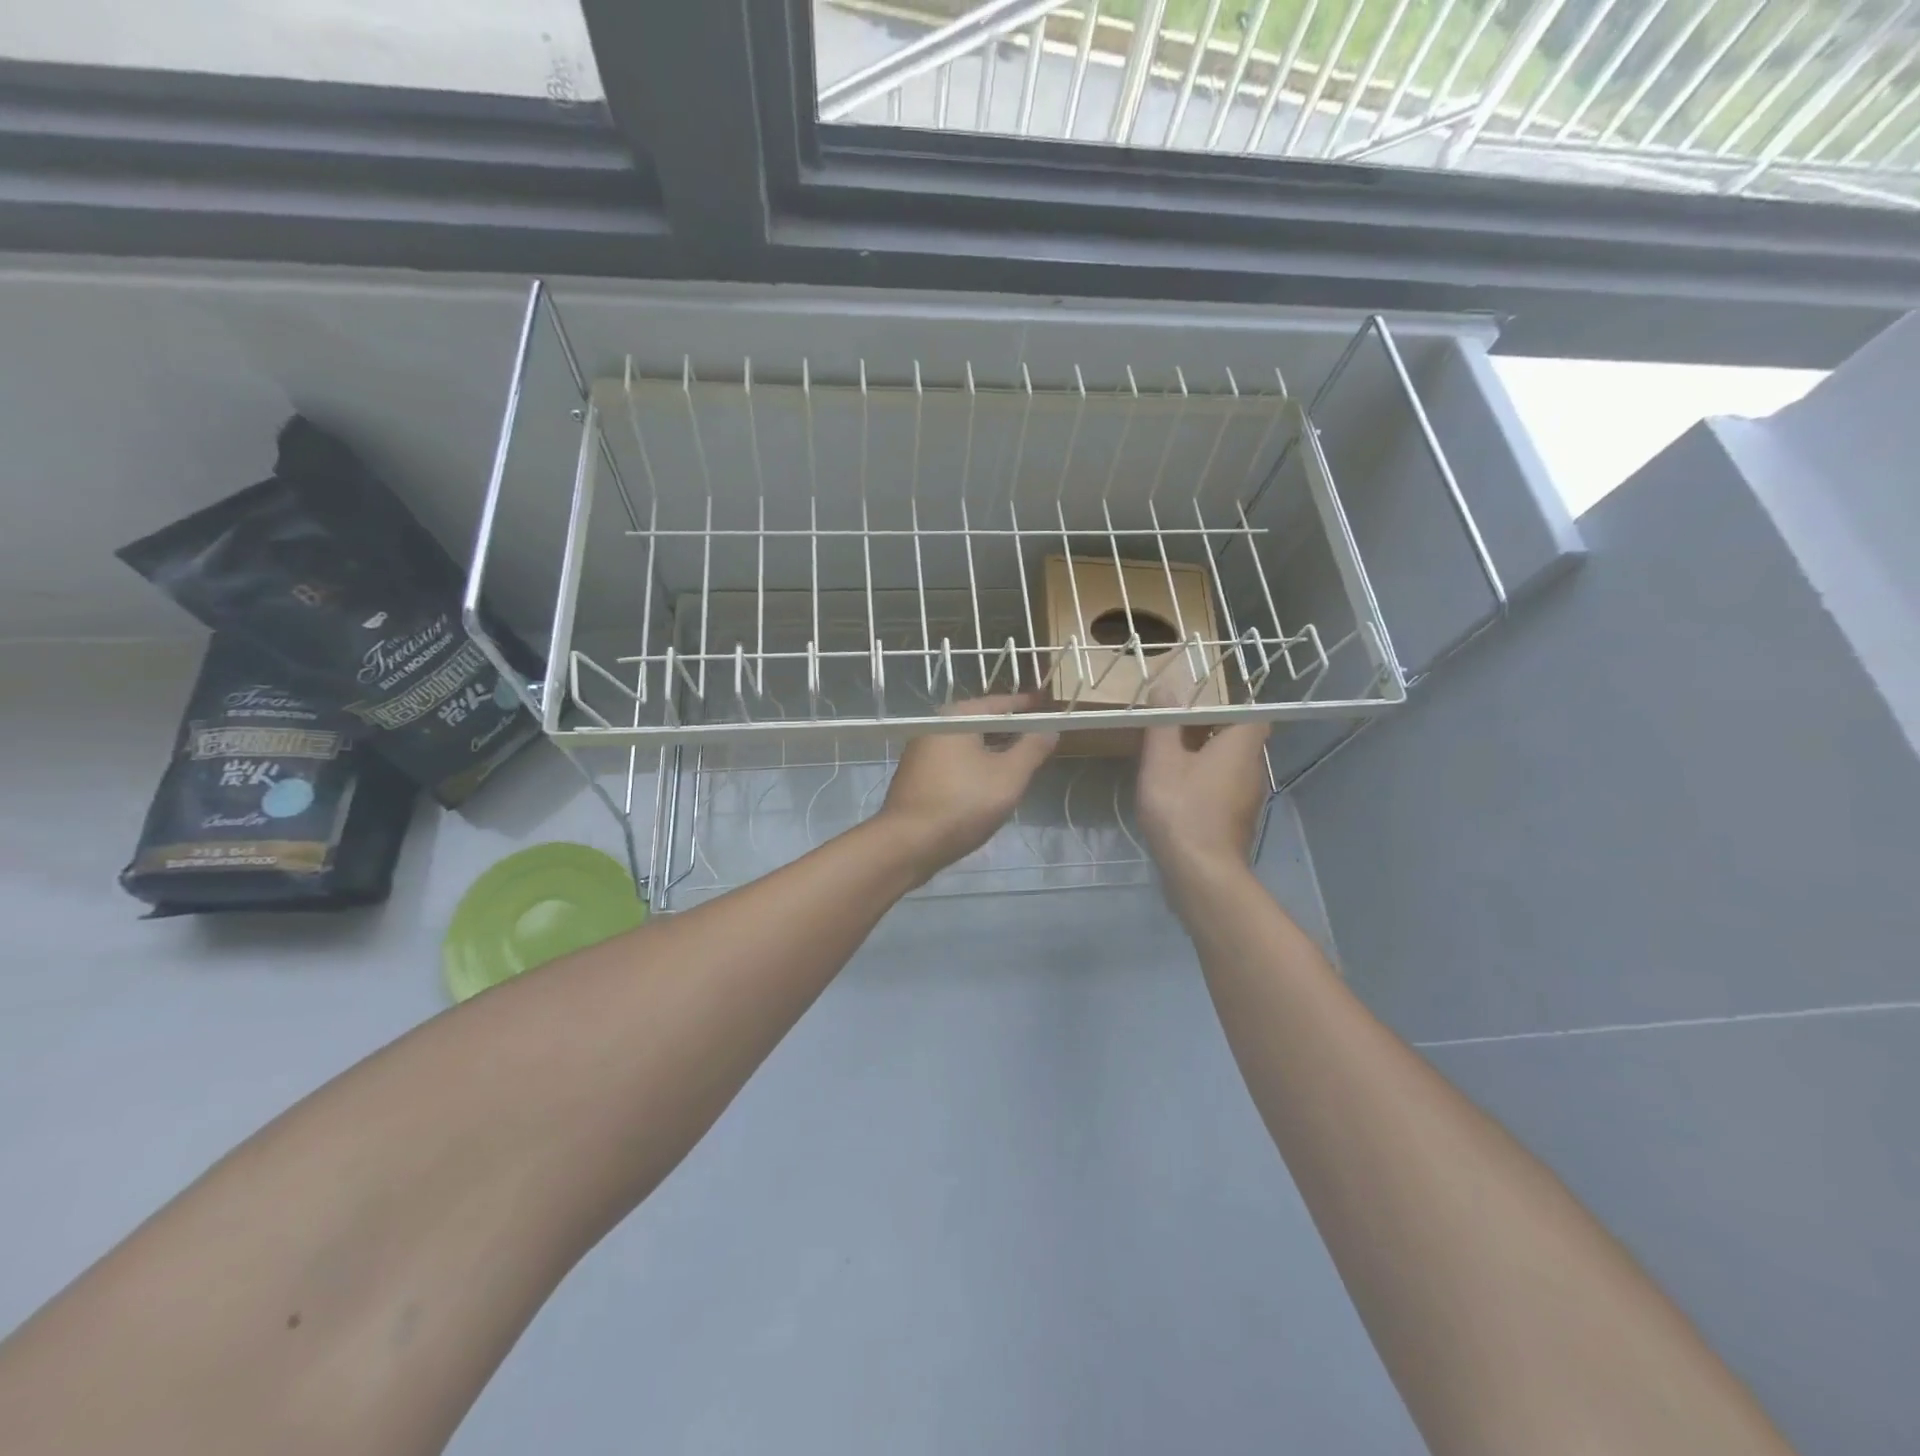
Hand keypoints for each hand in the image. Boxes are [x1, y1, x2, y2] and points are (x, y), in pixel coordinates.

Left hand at [877, 695, 1058, 883]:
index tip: (1049, 706)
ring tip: (1021, 761)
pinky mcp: (917, 777)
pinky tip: (990, 784)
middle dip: (1011, 730)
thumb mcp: (1009, 776)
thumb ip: (1032, 748)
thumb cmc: (962, 803)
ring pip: (968, 745)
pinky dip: (976, 766)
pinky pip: (955, 763)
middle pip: (981, 722)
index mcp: (956, 717)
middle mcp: (935, 726)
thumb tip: (1050, 729)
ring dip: (994, 750)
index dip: (1027, 706)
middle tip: (1040, 737)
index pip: (999, 703)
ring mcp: (922, 753)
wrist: (908, 844)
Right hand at [1137, 721, 1270, 880]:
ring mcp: (1249, 799)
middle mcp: (1254, 768)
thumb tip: (1166, 688)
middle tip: (1170, 734)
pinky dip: (1204, 786)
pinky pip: (1223, 791)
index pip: (1250, 714)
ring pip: (1228, 767)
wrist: (1200, 872)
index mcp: (1242, 746)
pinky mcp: (1238, 822)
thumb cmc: (1181, 808)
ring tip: (1167, 763)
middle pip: (1237, 740)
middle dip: (1206, 733)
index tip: (1192, 712)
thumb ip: (1164, 723)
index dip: (1224, 709)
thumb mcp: (1162, 760)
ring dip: (1203, 761)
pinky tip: (1176, 796)